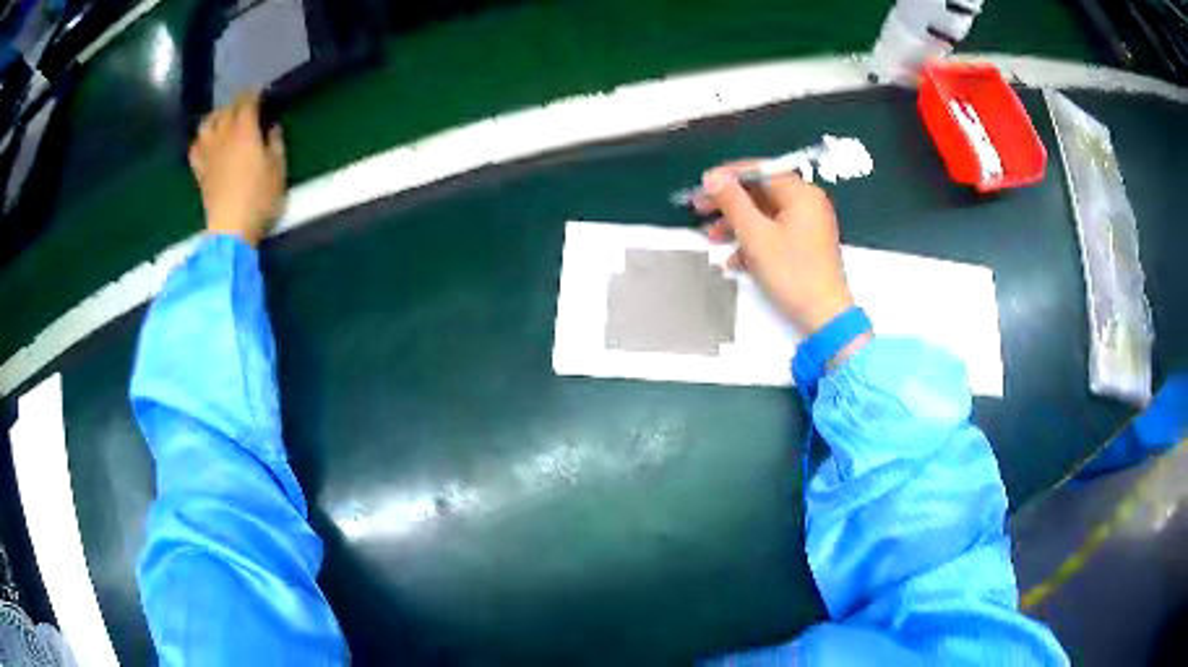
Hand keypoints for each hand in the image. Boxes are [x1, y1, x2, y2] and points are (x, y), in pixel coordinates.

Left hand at [189, 92, 285, 246]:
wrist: (230, 228)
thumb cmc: (259, 198)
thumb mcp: (278, 169)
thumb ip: (275, 143)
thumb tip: (272, 127)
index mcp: (245, 130)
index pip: (248, 101)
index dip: (255, 94)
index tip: (261, 93)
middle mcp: (224, 135)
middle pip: (227, 109)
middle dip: (237, 103)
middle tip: (246, 105)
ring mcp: (209, 152)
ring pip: (207, 123)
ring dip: (216, 117)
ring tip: (223, 119)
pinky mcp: (200, 171)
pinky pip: (195, 147)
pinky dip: (201, 140)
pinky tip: (206, 142)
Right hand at [697, 164, 853, 334]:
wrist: (824, 316)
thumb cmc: (792, 272)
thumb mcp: (755, 235)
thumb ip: (733, 202)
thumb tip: (714, 178)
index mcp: (800, 193)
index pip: (759, 171)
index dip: (728, 176)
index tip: (702, 185)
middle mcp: (807, 203)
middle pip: (761, 193)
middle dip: (729, 203)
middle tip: (699, 209)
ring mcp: (808, 226)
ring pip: (765, 215)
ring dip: (737, 225)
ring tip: (713, 239)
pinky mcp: (805, 247)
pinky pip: (775, 234)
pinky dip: (754, 242)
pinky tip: (735, 261)